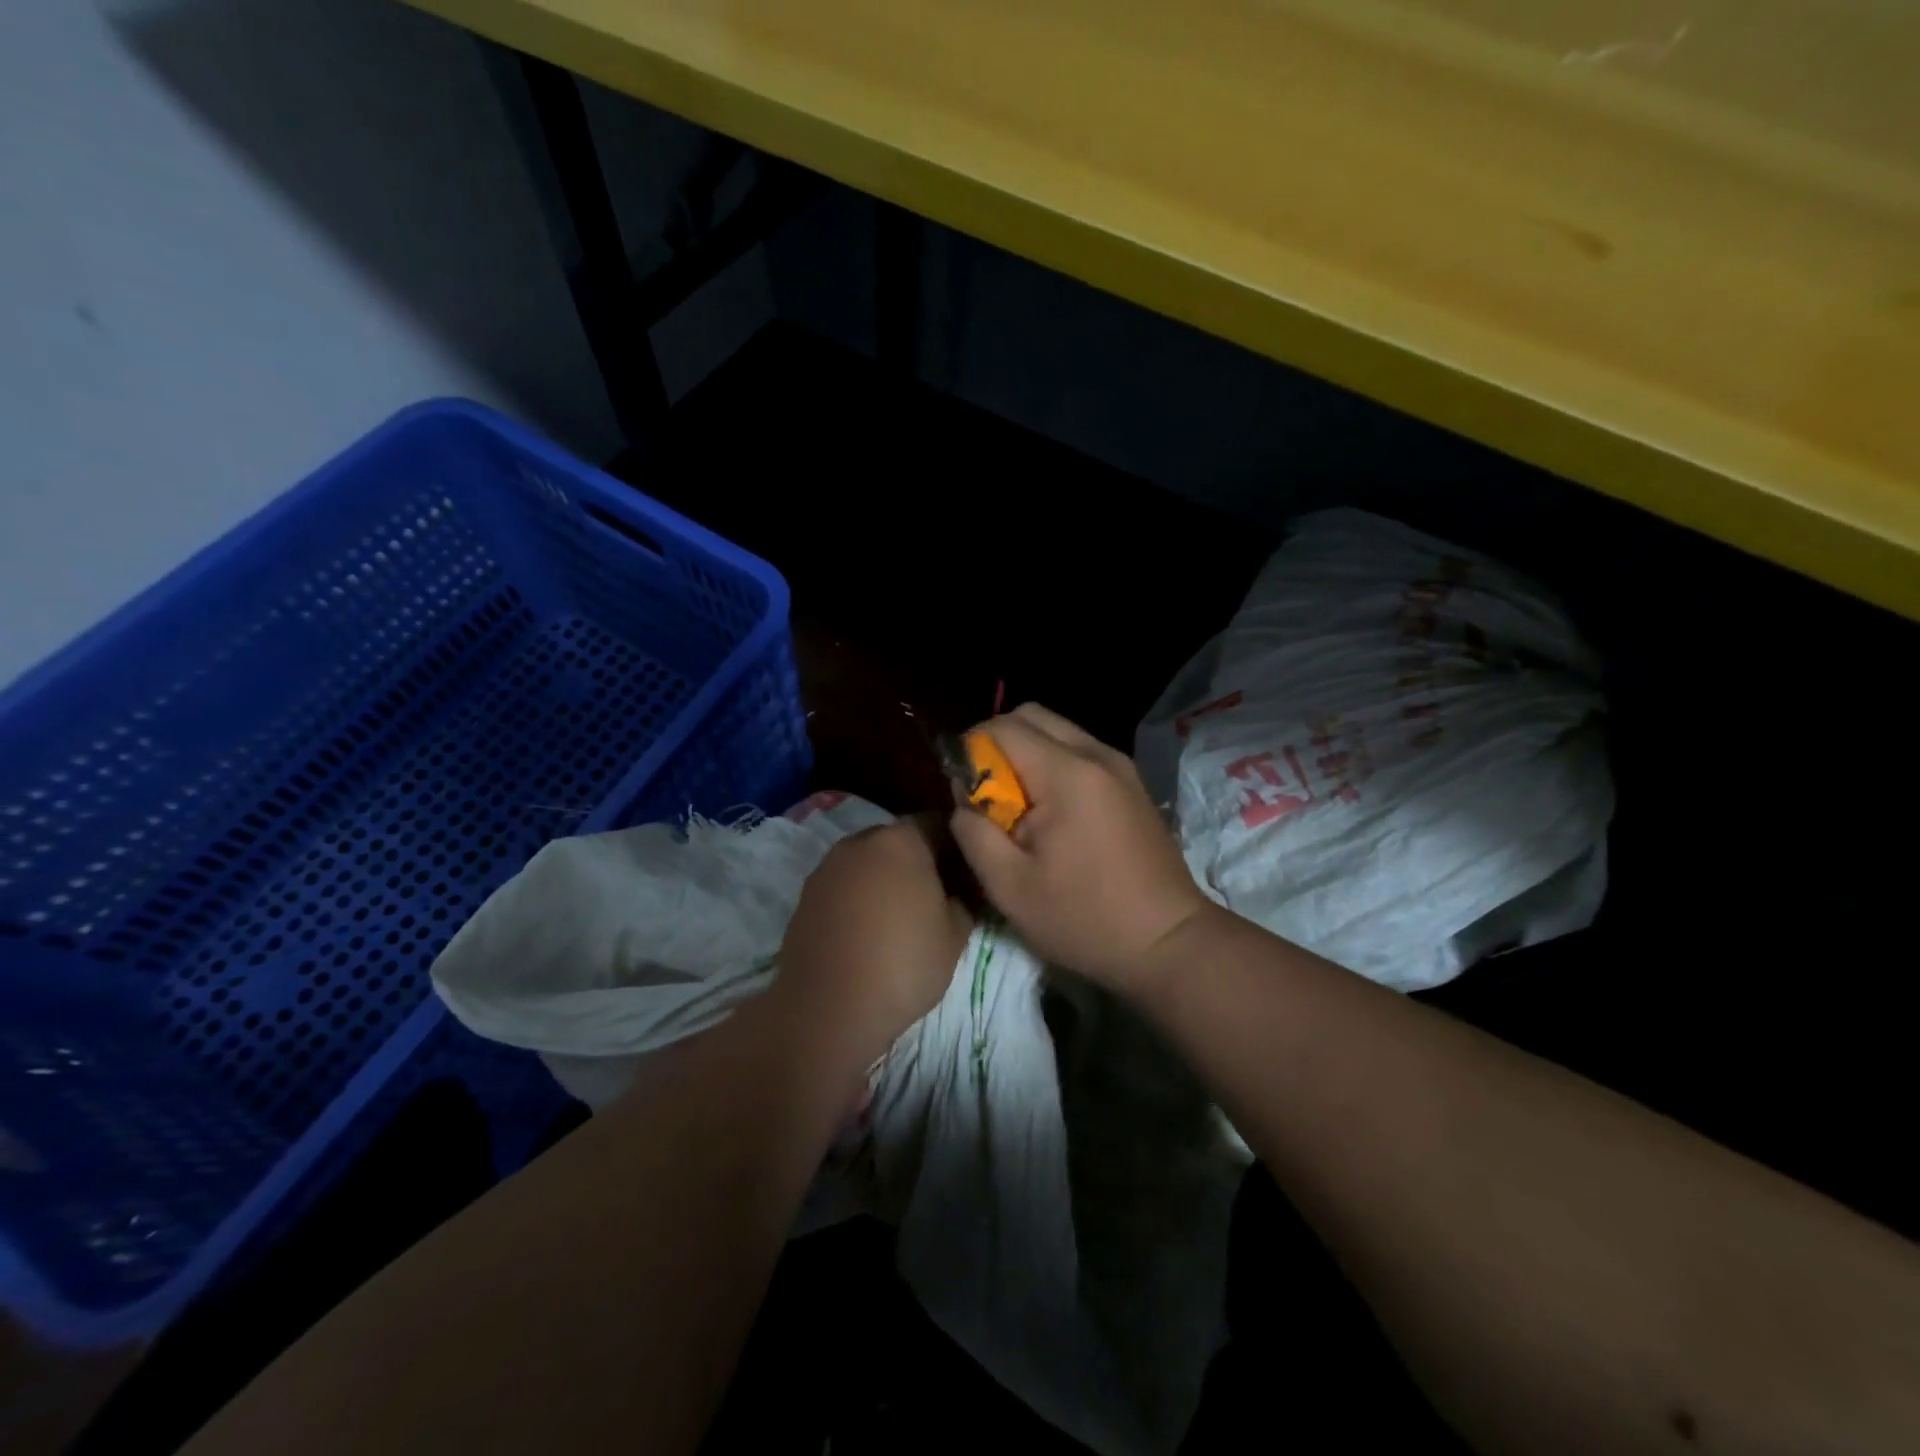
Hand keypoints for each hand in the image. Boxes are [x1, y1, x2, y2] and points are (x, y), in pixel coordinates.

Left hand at [769, 817, 973, 1067]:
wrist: (827, 1008)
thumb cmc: (903, 964)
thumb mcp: (955, 935)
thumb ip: (963, 900)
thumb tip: (957, 891)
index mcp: (901, 841)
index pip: (937, 824)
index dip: (955, 846)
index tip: (964, 874)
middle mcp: (861, 842)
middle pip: (898, 840)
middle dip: (918, 860)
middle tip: (935, 896)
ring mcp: (828, 867)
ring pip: (868, 862)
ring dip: (884, 878)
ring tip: (899, 917)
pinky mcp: (806, 895)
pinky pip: (844, 885)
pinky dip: (858, 897)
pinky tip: (867, 931)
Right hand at [948, 703, 1212, 995]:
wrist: (1169, 942)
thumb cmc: (1085, 919)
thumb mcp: (1010, 887)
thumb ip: (973, 833)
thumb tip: (963, 800)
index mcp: (1067, 773)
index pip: (1003, 727)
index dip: (971, 750)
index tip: (964, 791)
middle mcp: (1097, 754)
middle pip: (1032, 716)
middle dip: (997, 743)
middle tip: (986, 794)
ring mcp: (1120, 766)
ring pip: (1057, 731)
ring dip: (1027, 754)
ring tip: (1018, 807)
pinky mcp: (1131, 783)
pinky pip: (1079, 752)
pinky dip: (1053, 765)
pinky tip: (1051, 814)